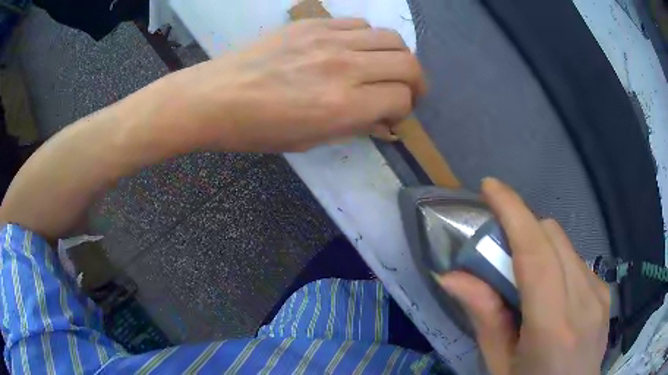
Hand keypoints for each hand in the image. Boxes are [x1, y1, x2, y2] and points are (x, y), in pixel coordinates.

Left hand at [164, 18, 425, 151]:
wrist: (216, 97)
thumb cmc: (258, 129)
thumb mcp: (310, 140)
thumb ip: (354, 125)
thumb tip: (383, 116)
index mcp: (342, 106)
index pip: (401, 98)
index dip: (404, 109)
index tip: (393, 114)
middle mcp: (345, 68)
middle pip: (408, 63)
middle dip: (416, 81)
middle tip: (406, 90)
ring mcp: (329, 40)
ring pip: (391, 38)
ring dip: (397, 56)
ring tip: (384, 67)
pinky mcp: (313, 24)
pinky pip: (359, 23)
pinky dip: (368, 38)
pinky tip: (355, 49)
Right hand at [438, 178, 609, 374]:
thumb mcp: (499, 366)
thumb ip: (484, 319)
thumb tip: (452, 276)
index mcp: (553, 328)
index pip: (536, 254)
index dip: (514, 212)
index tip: (490, 188)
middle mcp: (584, 301)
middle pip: (553, 237)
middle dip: (523, 228)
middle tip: (498, 249)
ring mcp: (599, 294)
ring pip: (566, 245)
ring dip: (539, 246)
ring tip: (523, 277)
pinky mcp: (605, 293)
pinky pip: (577, 261)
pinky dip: (557, 261)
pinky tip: (550, 290)